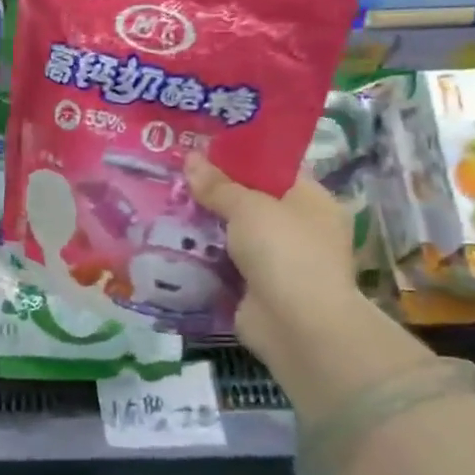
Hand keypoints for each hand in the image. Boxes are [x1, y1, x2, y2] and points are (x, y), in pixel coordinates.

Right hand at [184, 153, 360, 361]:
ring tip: (163, 204)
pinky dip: (201, 255)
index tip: (200, 149)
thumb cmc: (284, 251)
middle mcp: (298, 228)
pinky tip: (169, 241)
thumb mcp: (248, 207)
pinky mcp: (254, 287)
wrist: (297, 325)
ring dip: (203, 225)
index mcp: (311, 200)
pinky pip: (223, 262)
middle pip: (249, 201)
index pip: (274, 169)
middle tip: (173, 176)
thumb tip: (189, 158)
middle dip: (213, 192)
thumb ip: (217, 185)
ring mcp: (277, 260)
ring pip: (233, 233)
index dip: (238, 158)